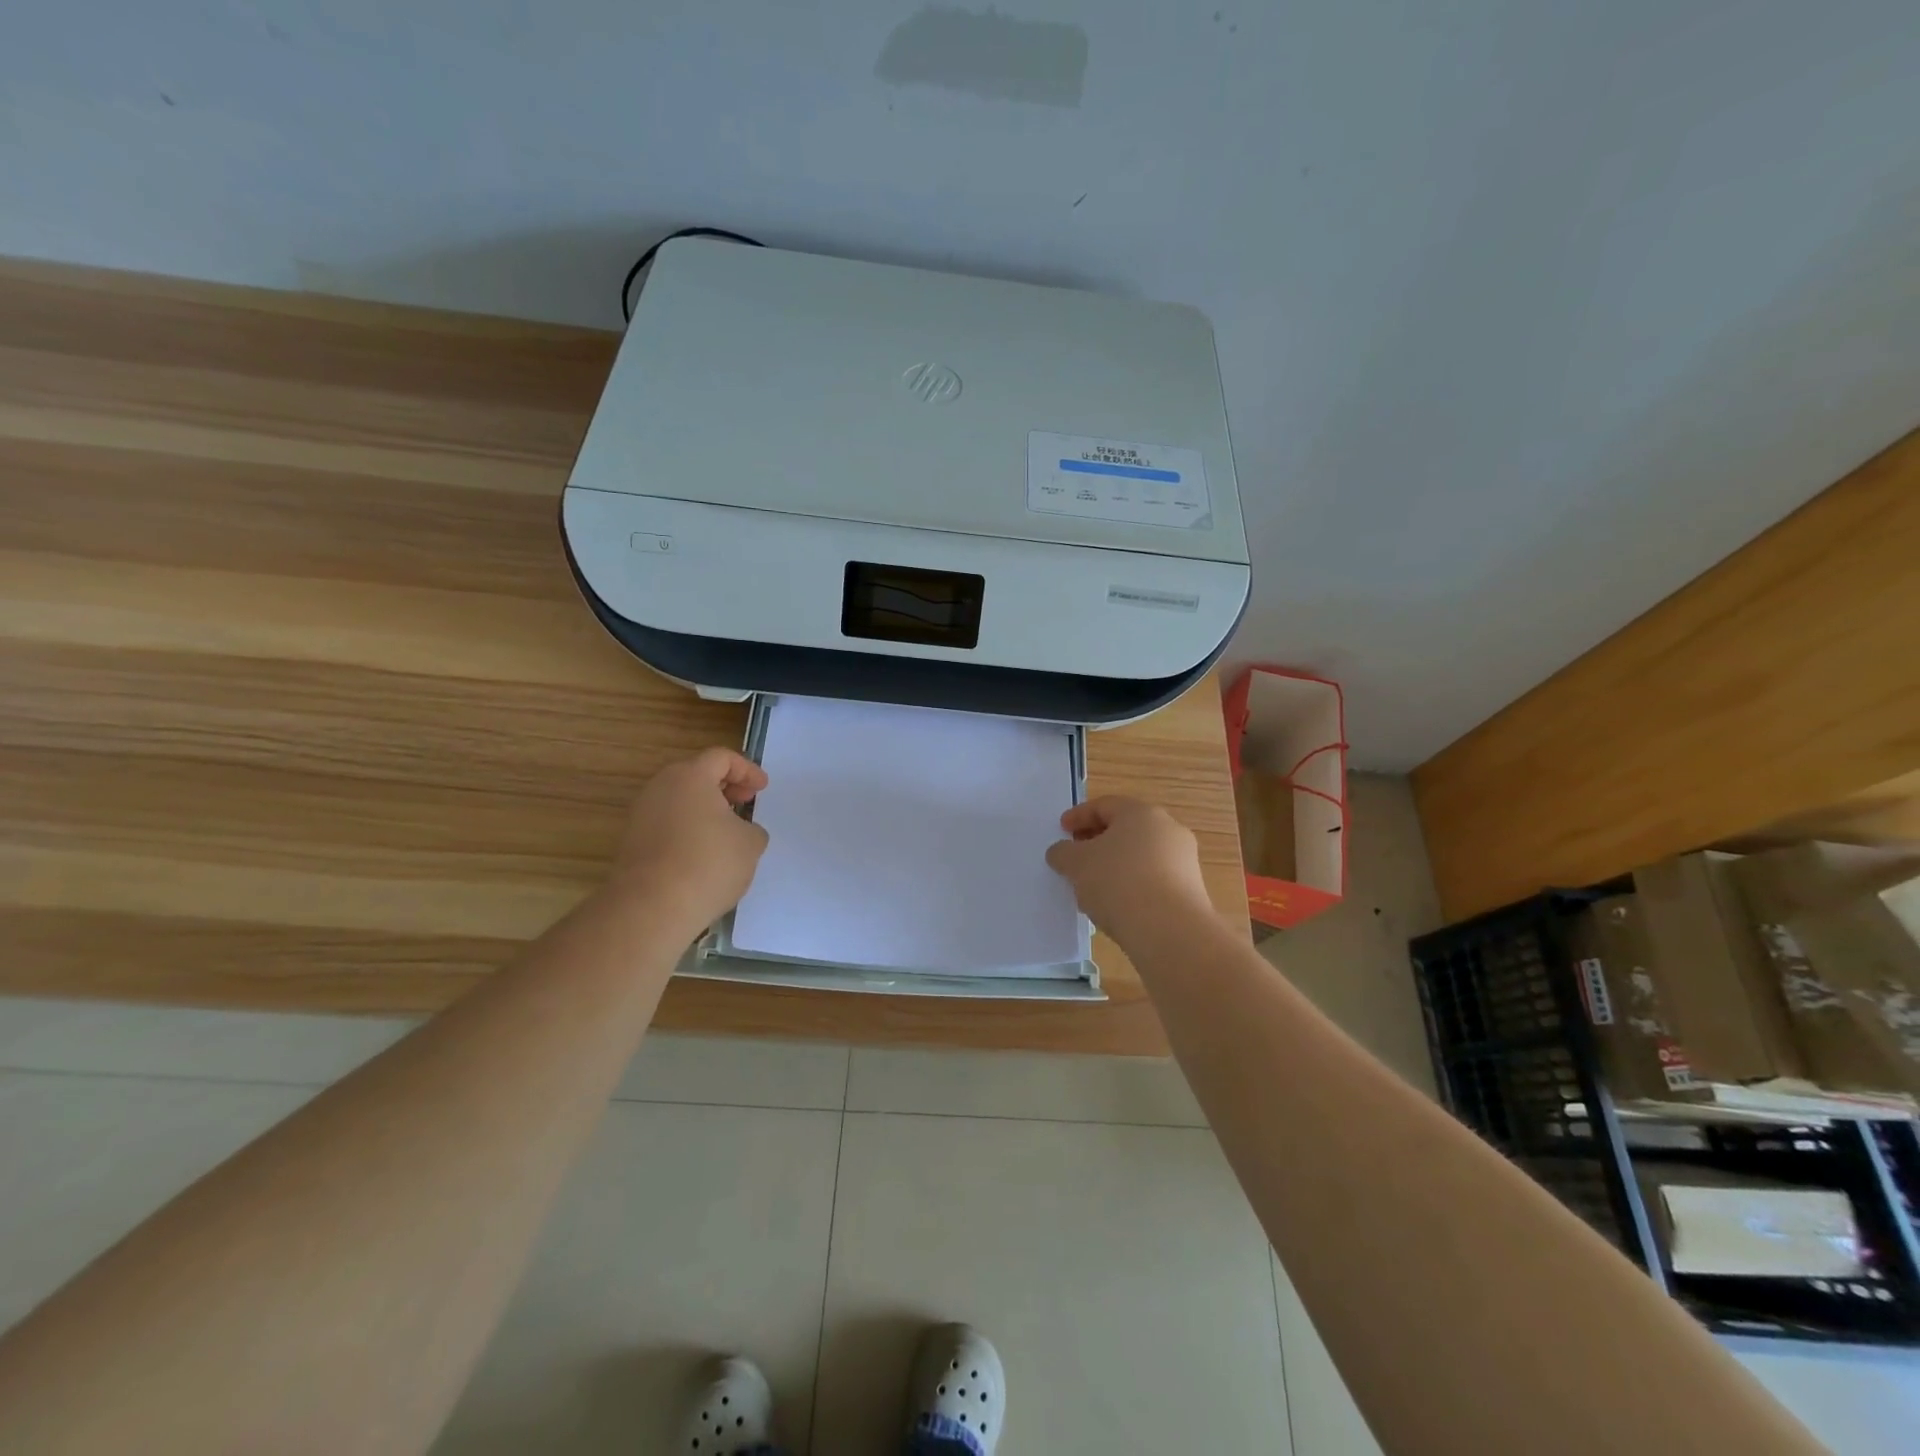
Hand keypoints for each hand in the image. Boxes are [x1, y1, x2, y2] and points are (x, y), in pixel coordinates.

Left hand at [605, 748, 769, 933]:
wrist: (651, 907)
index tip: (762, 789)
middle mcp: (660, 788)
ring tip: (726, 832)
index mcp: (690, 776)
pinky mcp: (632, 842)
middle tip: (744, 803)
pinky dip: (688, 829)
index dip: (747, 770)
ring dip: (704, 810)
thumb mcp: (750, 843)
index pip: (721, 758)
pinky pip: (666, 824)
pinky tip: (703, 854)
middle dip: (724, 787)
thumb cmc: (709, 863)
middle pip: (696, 775)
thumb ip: (751, 828)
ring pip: (679, 801)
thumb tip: (740, 831)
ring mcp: (641, 815)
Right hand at [1045, 796, 1214, 945]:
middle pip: (1125, 829)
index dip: (1078, 816)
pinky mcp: (1190, 890)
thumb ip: (1063, 853)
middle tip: (1075, 857)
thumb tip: (1062, 852)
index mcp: (1141, 813)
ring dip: (1114, 866)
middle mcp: (1168, 830)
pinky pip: (1152, 880)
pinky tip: (1115, 906)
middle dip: (1097, 841)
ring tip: (1091, 887)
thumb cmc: (1118, 882)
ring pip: (1139, 856)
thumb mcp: (1076, 864)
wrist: (1170, 930)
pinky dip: (1132, 886)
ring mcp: (1183, 860)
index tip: (1061, 830)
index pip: (1104, 805)